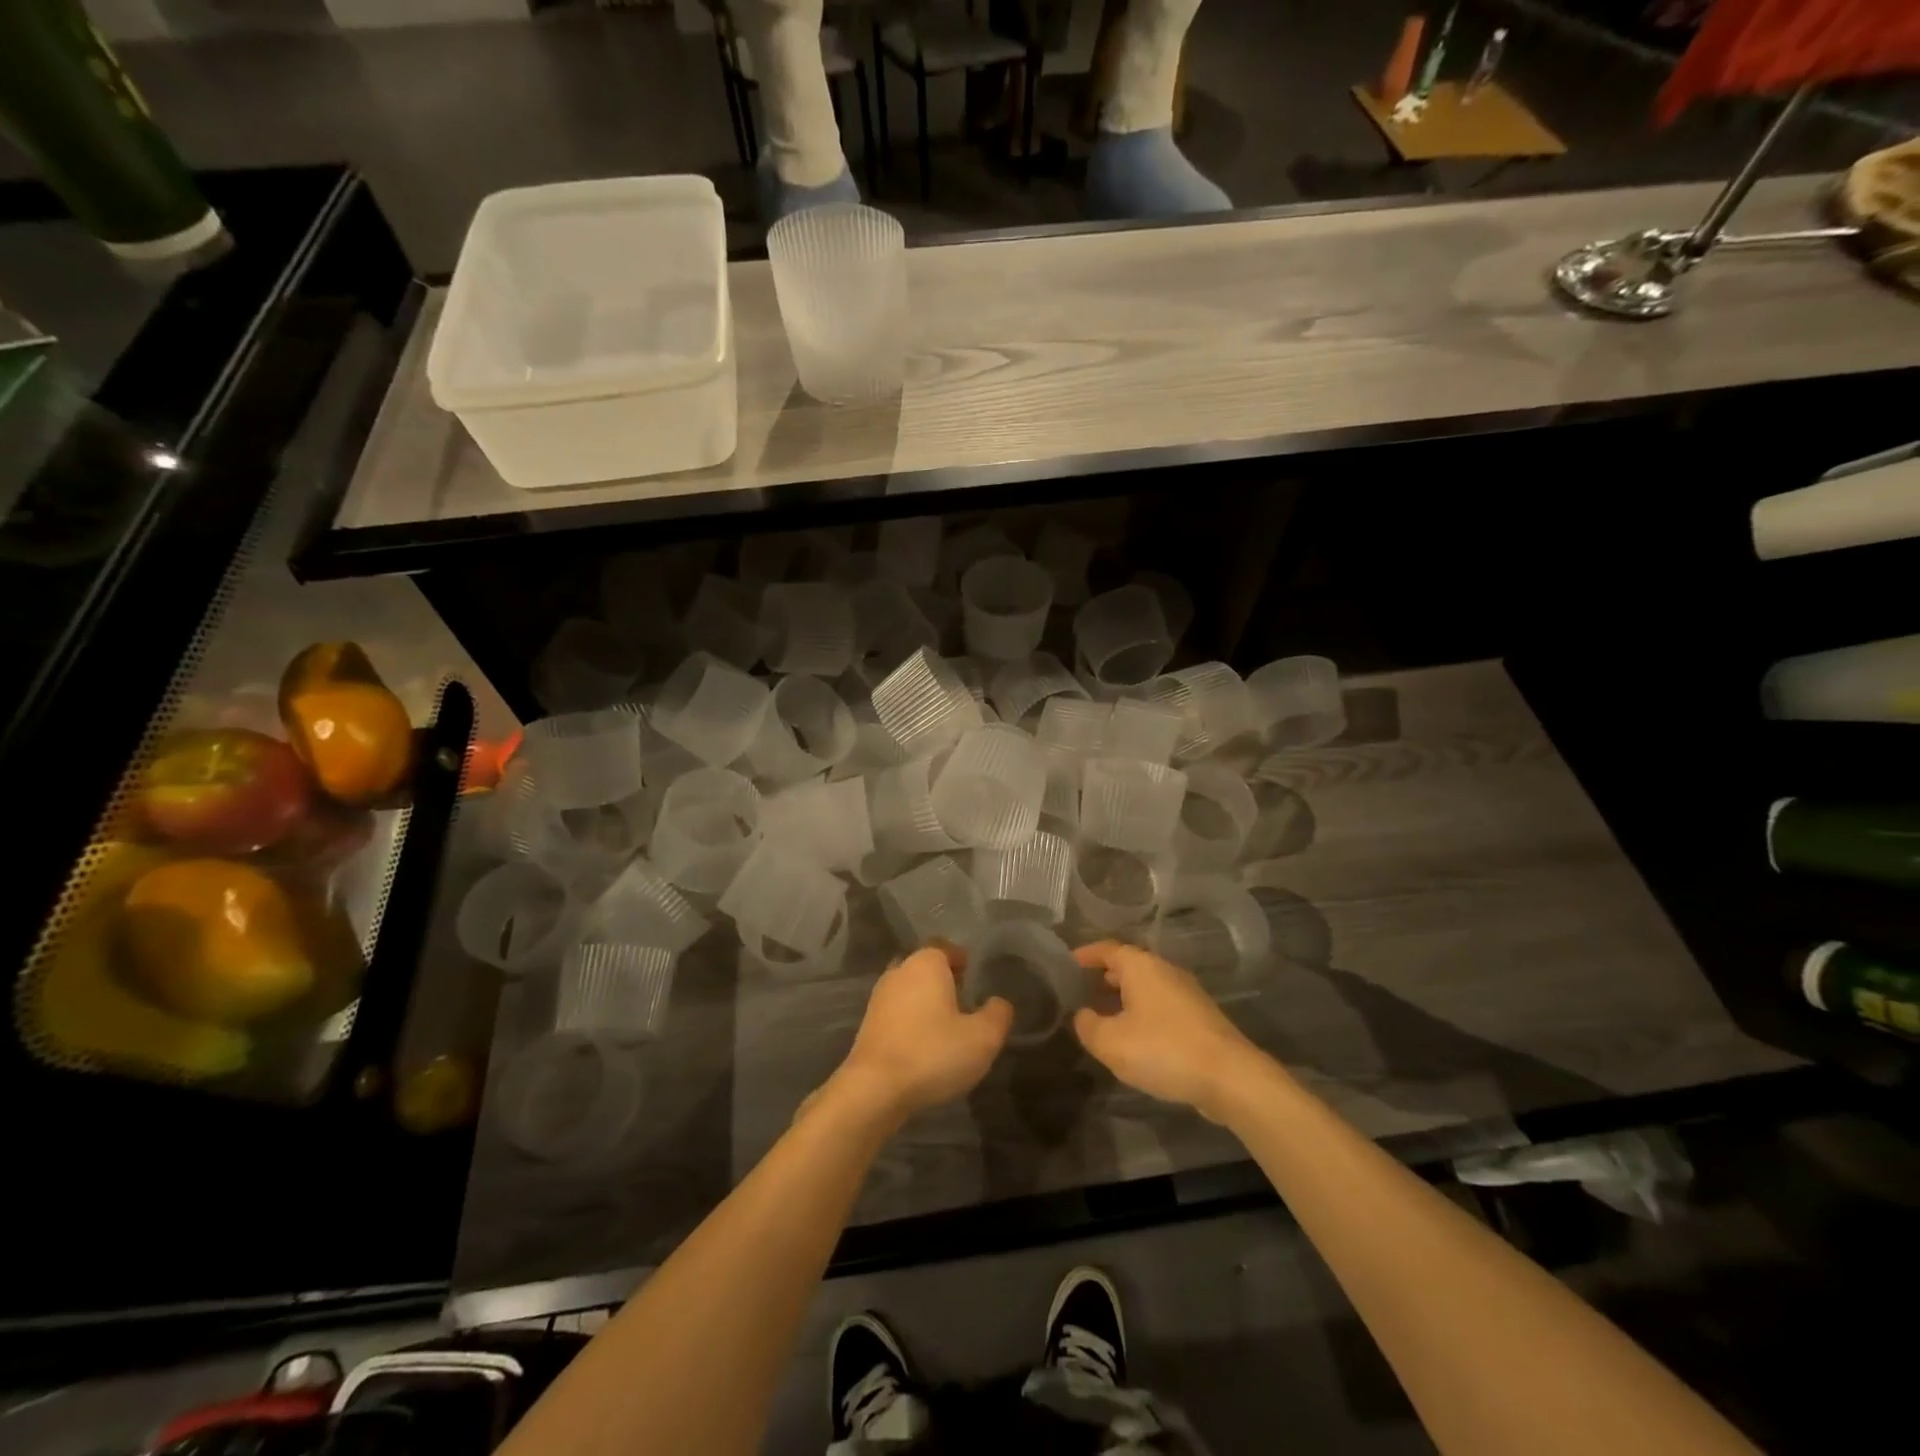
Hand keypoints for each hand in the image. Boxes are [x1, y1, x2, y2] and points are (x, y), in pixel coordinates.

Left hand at [832, 945, 1012, 1122]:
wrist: (874, 1089)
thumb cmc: (933, 1053)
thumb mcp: (982, 1038)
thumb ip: (997, 1015)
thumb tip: (998, 1003)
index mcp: (926, 964)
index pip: (945, 948)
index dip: (960, 960)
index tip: (972, 976)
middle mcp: (899, 972)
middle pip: (925, 967)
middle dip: (943, 980)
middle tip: (963, 1001)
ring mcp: (879, 998)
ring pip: (909, 990)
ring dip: (925, 1002)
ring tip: (945, 1026)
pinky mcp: (867, 1025)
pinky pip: (896, 1013)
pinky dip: (910, 1022)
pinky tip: (922, 1045)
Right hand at [1071, 941, 1261, 1122]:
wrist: (1230, 1077)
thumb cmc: (1164, 1049)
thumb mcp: (1110, 1042)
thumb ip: (1087, 1025)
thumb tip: (1082, 1015)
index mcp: (1141, 966)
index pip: (1106, 949)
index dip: (1084, 956)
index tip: (1066, 965)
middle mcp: (1164, 970)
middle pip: (1128, 965)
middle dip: (1103, 976)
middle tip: (1081, 992)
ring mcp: (1187, 993)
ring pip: (1146, 986)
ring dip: (1124, 997)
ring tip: (1104, 1016)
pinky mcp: (1200, 1017)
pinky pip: (1162, 1005)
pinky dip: (1143, 1012)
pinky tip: (1136, 1038)